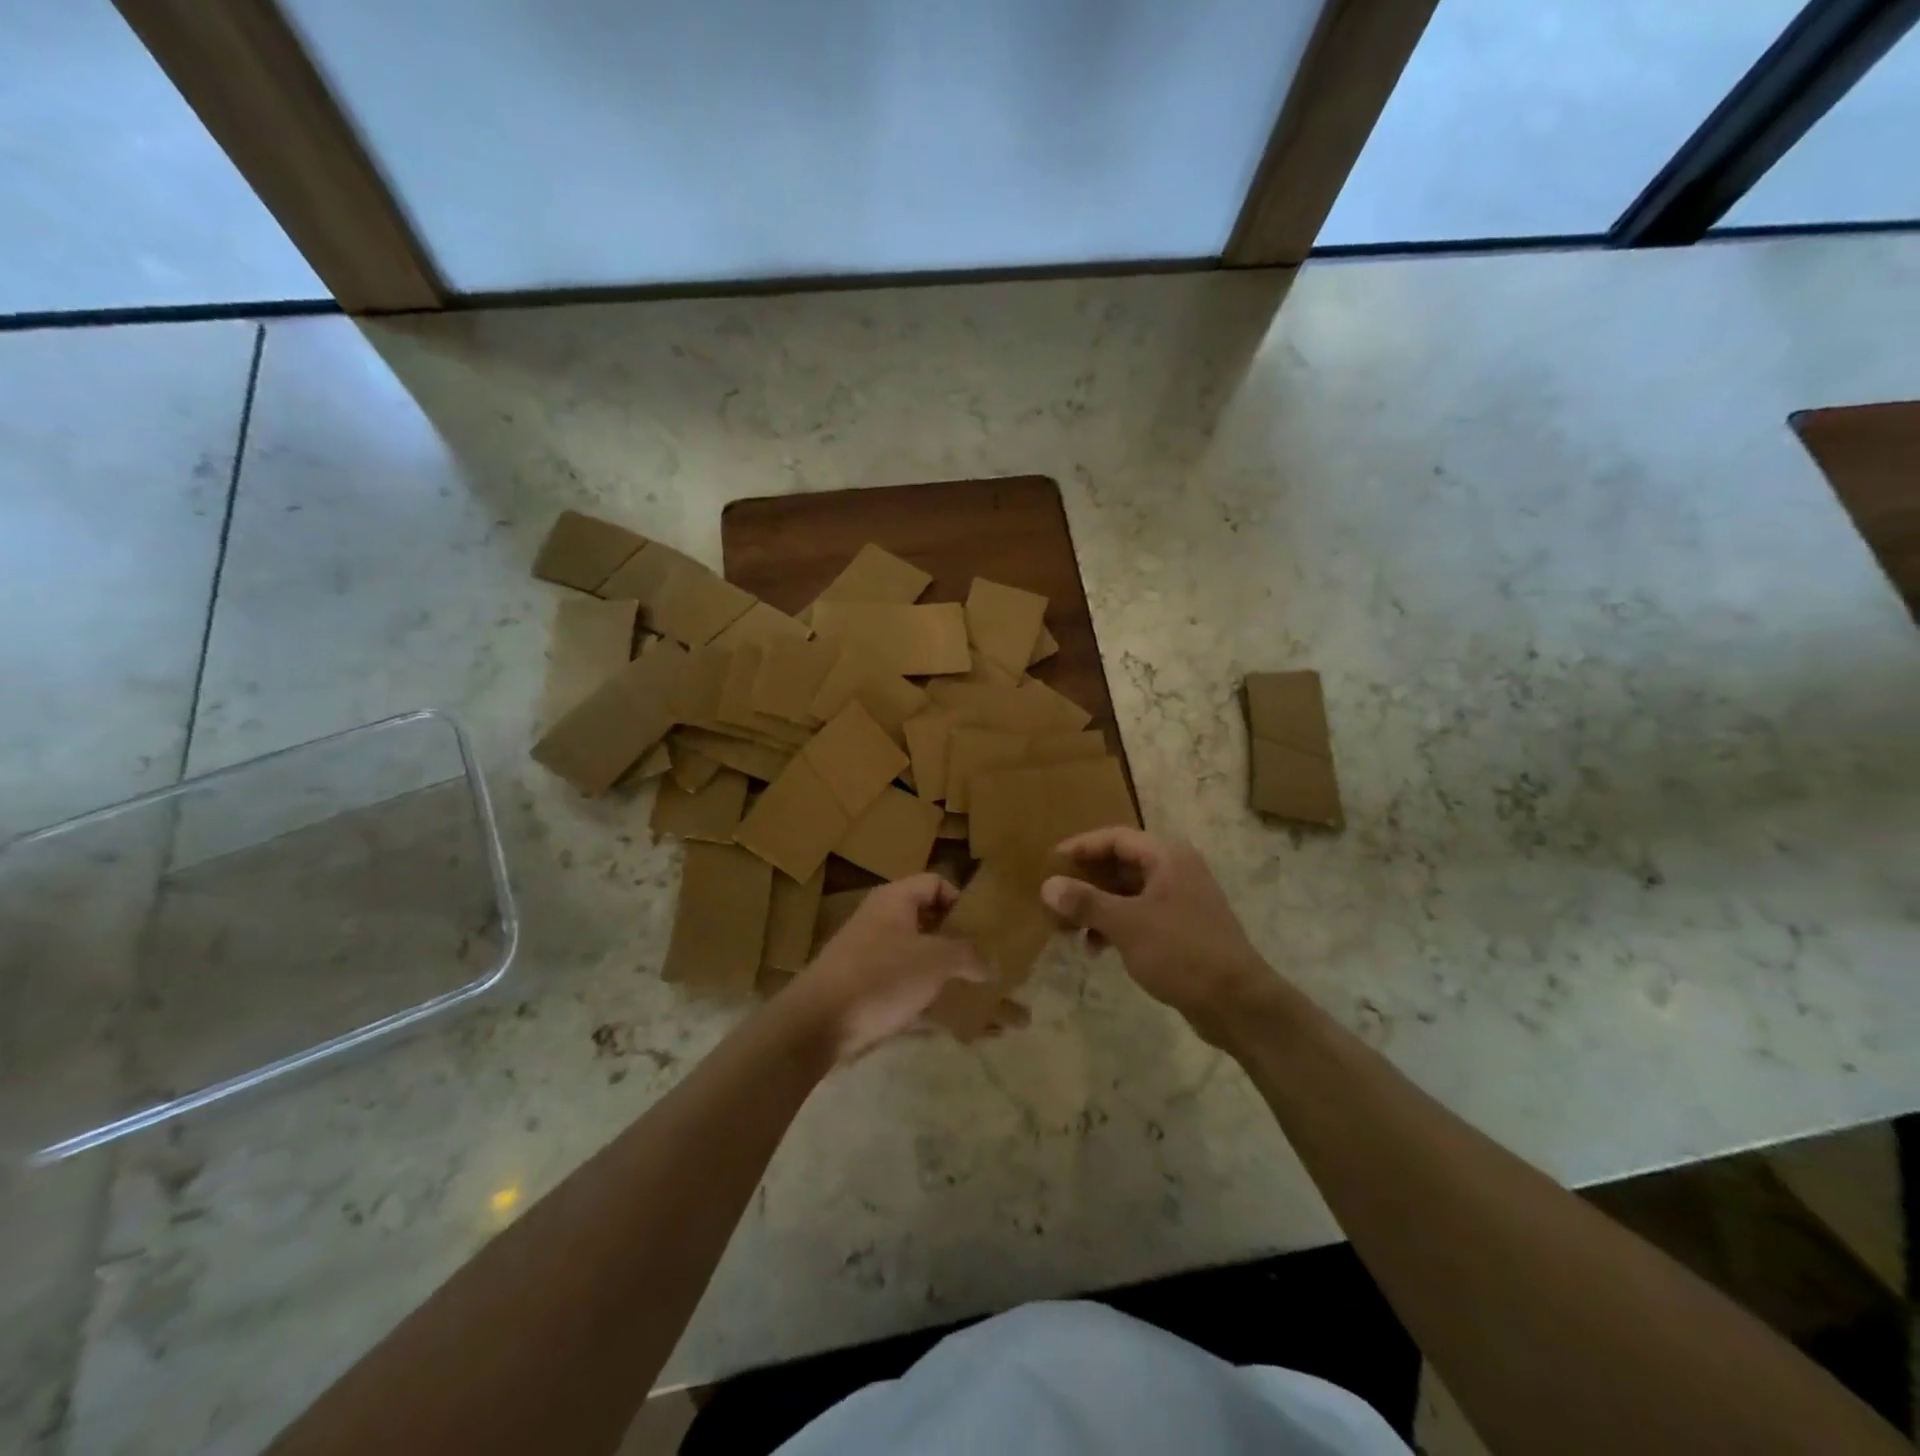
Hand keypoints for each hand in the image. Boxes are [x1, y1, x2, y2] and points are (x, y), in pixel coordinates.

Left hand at [780, 874, 989, 1061]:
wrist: (817, 1024)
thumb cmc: (879, 976)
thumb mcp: (933, 960)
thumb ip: (967, 955)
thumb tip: (990, 964)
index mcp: (895, 901)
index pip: (935, 883)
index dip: (960, 900)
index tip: (982, 928)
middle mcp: (883, 923)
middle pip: (930, 924)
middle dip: (961, 944)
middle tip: (989, 962)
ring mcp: (874, 960)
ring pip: (923, 963)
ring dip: (952, 979)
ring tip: (983, 999)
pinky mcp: (870, 994)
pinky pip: (912, 995)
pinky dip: (936, 1006)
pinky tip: (963, 1029)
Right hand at [1042, 829, 1274, 1042]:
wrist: (1237, 1003)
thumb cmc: (1181, 951)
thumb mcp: (1127, 924)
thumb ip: (1085, 902)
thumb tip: (1047, 886)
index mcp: (1167, 857)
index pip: (1116, 838)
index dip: (1081, 847)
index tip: (1050, 861)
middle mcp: (1175, 870)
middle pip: (1121, 864)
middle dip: (1086, 880)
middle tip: (1054, 895)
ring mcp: (1180, 900)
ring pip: (1128, 892)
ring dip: (1097, 906)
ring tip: (1067, 927)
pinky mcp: (1181, 929)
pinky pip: (1139, 915)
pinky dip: (1115, 925)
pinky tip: (1095, 948)